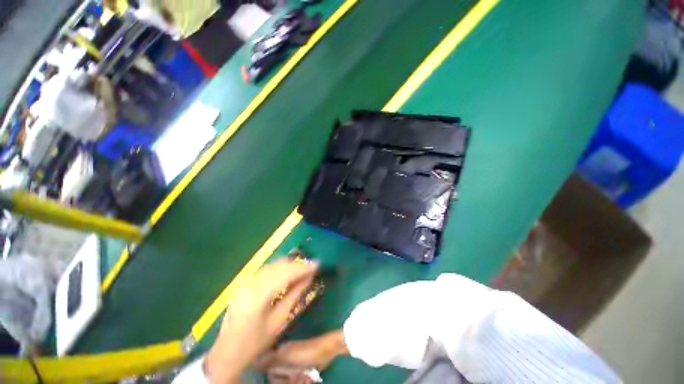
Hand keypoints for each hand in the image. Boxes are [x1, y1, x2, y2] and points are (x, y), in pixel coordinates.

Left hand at [205, 259, 317, 382]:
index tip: (317, 264)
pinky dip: (279, 269)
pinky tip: (287, 273)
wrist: (226, 353)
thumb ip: (294, 296)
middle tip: (312, 267)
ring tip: (302, 270)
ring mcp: (245, 282)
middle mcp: (250, 284)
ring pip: (272, 265)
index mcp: (257, 297)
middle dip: (297, 265)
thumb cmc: (255, 343)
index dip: (302, 268)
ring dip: (289, 266)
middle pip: (278, 266)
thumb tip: (309, 278)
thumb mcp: (278, 322)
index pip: (285, 274)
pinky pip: (266, 270)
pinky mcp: (244, 283)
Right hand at [254, 329, 348, 373]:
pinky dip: (302, 381)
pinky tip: (308, 378)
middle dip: (287, 381)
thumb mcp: (287, 356)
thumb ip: (270, 360)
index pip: (269, 371)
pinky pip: (297, 380)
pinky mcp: (303, 369)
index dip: (275, 377)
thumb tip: (253, 362)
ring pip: (288, 381)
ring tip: (305, 377)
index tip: (286, 377)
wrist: (326, 350)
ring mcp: (295, 364)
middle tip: (297, 377)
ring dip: (296, 382)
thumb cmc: (306, 352)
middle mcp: (285, 358)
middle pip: (279, 378)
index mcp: (281, 352)